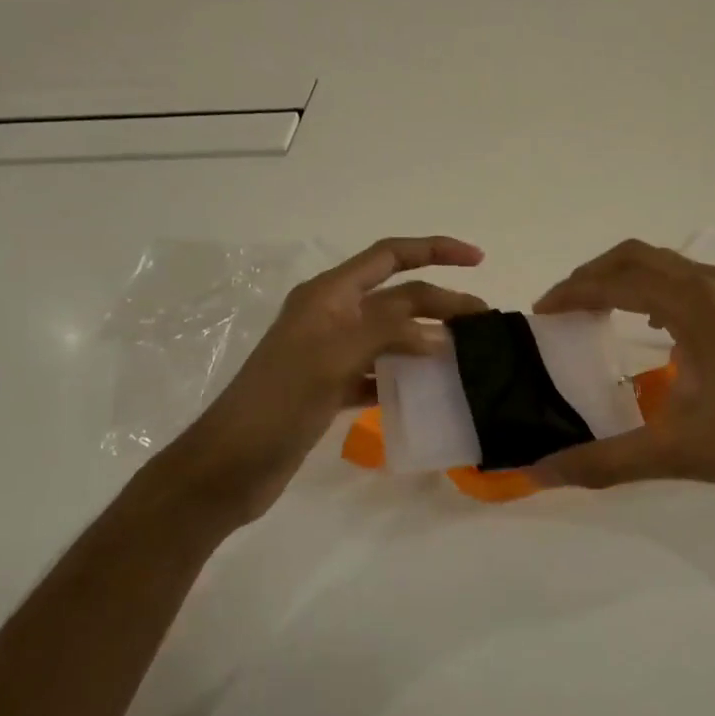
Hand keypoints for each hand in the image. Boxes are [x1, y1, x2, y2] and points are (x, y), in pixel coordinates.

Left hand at [147, 236, 485, 524]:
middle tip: (484, 322)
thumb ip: (390, 333)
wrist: (230, 465)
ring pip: (390, 334)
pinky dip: (404, 373)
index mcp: (328, 294)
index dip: (435, 250)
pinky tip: (428, 387)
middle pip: (397, 296)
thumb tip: (441, 334)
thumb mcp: (335, 355)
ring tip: (465, 353)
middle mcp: (331, 316)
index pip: (389, 256)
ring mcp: (330, 353)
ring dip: (426, 337)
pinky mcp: (330, 387)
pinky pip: (378, 370)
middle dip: (440, 301)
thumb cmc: (279, 401)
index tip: (478, 260)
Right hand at [530, 240, 714, 502]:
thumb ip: (605, 461)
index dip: (572, 292)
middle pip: (637, 257)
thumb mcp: (678, 453)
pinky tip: (655, 328)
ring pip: (667, 265)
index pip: (615, 281)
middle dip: (593, 276)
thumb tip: (540, 472)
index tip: (541, 313)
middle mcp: (714, 286)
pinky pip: (690, 281)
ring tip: (598, 311)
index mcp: (693, 306)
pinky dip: (657, 289)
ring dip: (626, 279)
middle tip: (563, 308)